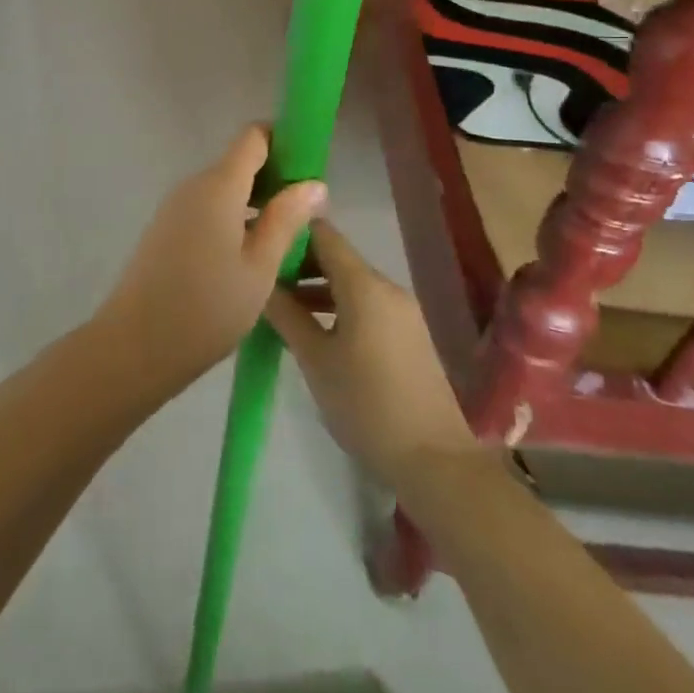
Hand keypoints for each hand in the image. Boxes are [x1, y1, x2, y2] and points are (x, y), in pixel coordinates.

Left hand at [94, 125, 325, 393]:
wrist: (136, 345)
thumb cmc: (207, 308)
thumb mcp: (260, 267)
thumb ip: (287, 219)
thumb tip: (314, 182)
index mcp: (218, 185)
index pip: (254, 137)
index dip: (284, 143)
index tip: (310, 171)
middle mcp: (193, 185)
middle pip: (239, 163)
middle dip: (275, 180)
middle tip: (306, 218)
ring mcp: (175, 207)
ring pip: (224, 189)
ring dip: (255, 204)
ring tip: (284, 243)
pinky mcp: (166, 229)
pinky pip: (207, 209)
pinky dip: (232, 220)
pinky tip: (249, 258)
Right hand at [265, 223, 474, 485]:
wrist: (435, 461)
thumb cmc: (366, 404)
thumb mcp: (315, 359)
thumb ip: (285, 314)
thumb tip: (260, 282)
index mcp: (364, 284)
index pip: (322, 233)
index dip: (288, 230)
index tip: (258, 241)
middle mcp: (386, 287)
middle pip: (335, 256)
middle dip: (298, 262)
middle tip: (261, 278)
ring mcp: (401, 310)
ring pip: (350, 282)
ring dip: (315, 286)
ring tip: (279, 306)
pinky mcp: (408, 334)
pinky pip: (365, 303)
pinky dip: (337, 305)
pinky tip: (312, 329)